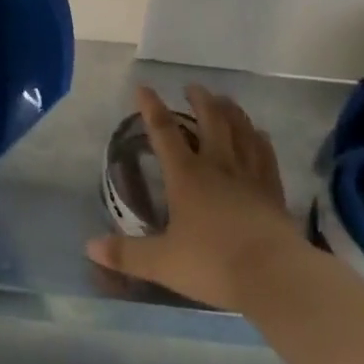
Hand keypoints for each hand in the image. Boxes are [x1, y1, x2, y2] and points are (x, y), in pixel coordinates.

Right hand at [86, 84, 305, 312]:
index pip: (164, 131)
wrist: (274, 277)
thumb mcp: (163, 263)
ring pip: (240, 131)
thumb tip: (89, 246)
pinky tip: (260, 133)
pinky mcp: (273, 191)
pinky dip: (260, 140)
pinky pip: (266, 156)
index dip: (151, 107)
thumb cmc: (214, 265)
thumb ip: (127, 254)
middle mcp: (217, 165)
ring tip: (224, 99)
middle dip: (199, 100)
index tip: (143, 87)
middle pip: (210, 120)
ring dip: (231, 111)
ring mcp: (248, 175)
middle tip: (192, 87)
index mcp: (186, 175)